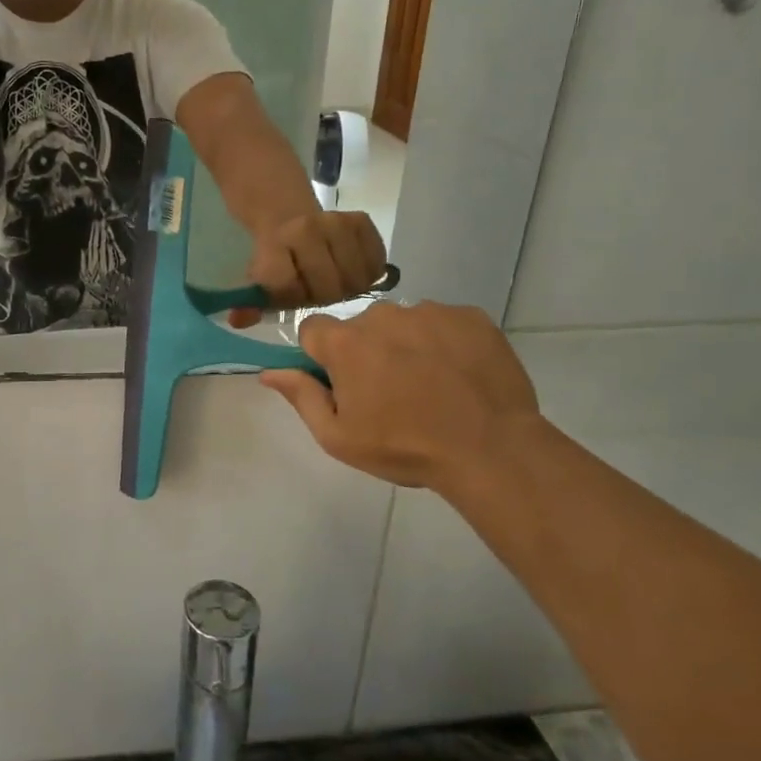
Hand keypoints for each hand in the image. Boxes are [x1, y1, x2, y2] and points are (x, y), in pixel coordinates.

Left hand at [232, 209, 387, 326]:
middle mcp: (306, 228)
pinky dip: (367, 274)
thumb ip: (250, 303)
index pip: (287, 286)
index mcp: (274, 241)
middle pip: (328, 289)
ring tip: (333, 283)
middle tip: (315, 293)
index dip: (292, 299)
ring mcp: (337, 221)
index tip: (290, 297)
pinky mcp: (361, 220)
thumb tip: (238, 321)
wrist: (287, 216)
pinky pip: (376, 264)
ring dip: (347, 288)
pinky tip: (352, 271)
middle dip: (322, 298)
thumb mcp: (258, 278)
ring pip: (356, 279)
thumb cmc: (275, 258)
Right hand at [261, 301, 540, 493]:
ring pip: (403, 322)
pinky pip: (444, 322)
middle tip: (391, 393)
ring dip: (406, 345)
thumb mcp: (339, 437)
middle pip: (360, 326)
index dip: (321, 355)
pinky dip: (445, 342)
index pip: (313, 329)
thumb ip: (301, 397)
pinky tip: (459, 375)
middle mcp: (382, 315)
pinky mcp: (469, 316)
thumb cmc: (405, 447)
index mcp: (346, 343)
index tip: (340, 383)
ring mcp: (429, 311)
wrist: (491, 448)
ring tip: (432, 385)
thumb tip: (269, 372)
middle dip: (366, 351)